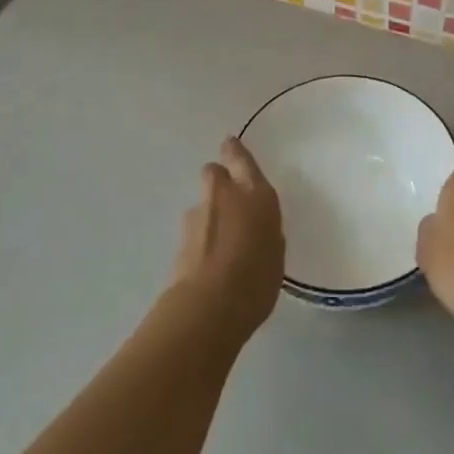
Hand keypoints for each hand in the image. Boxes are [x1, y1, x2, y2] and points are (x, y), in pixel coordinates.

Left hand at [169, 137, 284, 340]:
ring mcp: (197, 216)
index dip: (235, 151)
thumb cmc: (256, 280)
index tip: (230, 144)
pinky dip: (199, 240)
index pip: (242, 160)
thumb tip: (255, 229)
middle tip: (229, 200)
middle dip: (219, 179)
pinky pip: (193, 231)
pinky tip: (208, 264)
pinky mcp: (178, 241)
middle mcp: (225, 196)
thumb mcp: (275, 255)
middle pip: (214, 172)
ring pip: (202, 203)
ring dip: (208, 214)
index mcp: (256, 195)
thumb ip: (265, 233)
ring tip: (219, 245)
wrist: (207, 308)